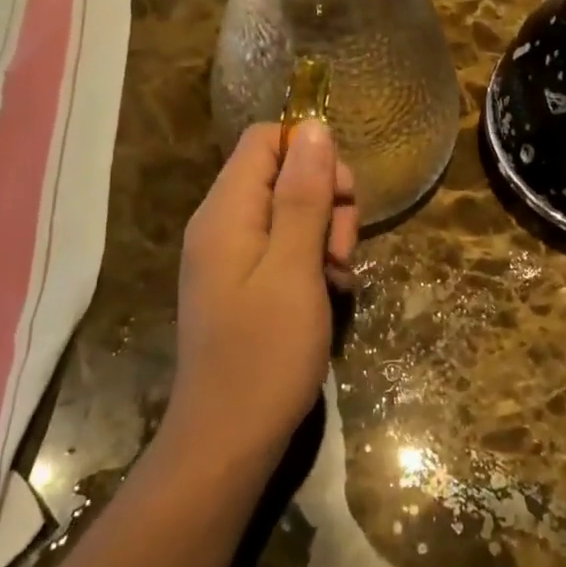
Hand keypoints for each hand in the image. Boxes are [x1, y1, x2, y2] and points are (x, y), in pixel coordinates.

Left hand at [169, 122, 357, 462]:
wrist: (229, 440)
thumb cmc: (266, 352)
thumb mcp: (295, 267)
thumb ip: (303, 194)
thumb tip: (313, 126)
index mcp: (226, 211)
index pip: (266, 139)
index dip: (310, 152)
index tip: (340, 194)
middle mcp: (223, 223)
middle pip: (284, 173)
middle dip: (326, 199)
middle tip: (343, 247)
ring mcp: (233, 255)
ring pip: (292, 211)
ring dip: (327, 233)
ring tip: (340, 275)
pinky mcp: (246, 282)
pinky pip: (286, 247)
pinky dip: (315, 260)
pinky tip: (333, 290)